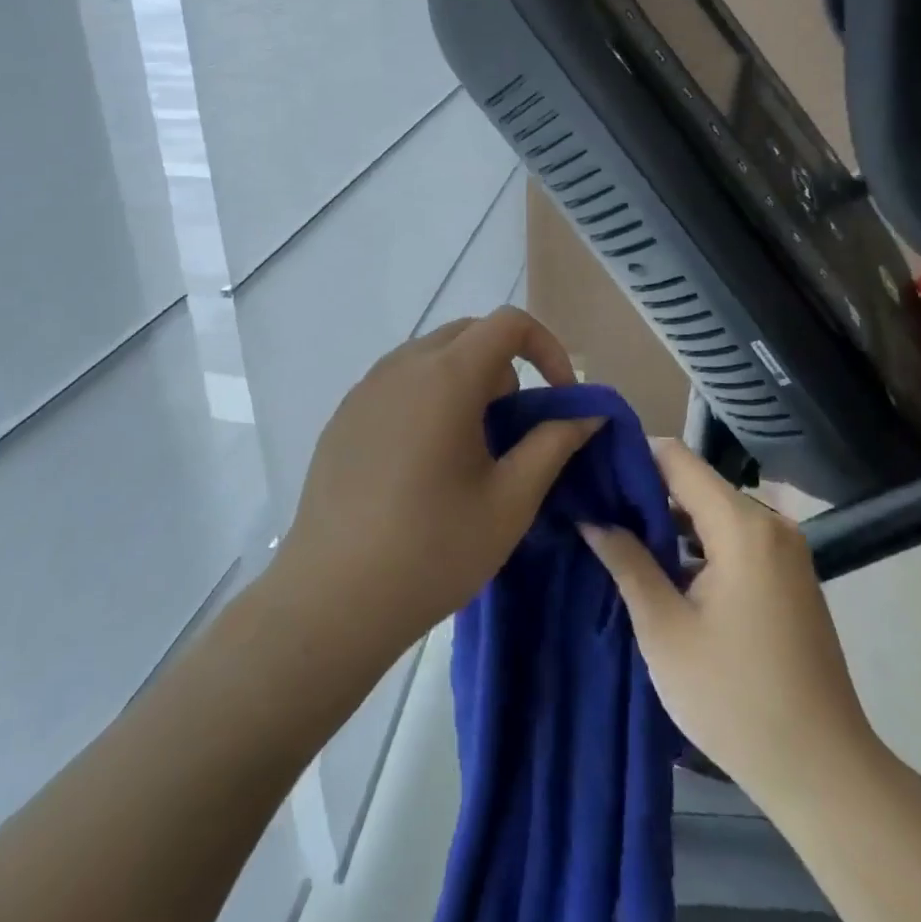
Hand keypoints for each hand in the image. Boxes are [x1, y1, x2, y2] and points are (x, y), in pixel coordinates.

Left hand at [277, 308, 604, 662]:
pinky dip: (428, 398)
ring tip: (468, 450)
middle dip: (505, 368)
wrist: (332, 598)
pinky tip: (421, 463)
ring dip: (466, 382)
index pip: (509, 323)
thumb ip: (554, 443)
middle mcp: (402, 365)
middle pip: (469, 334)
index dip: (547, 348)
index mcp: (446, 376)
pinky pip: (399, 382)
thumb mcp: (511, 500)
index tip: (558, 397)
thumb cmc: (433, 549)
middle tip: (511, 430)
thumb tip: (588, 412)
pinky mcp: (344, 414)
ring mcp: (366, 387)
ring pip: (432, 356)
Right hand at [580, 439, 879, 807]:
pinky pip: (734, 537)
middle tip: (596, 507)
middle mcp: (770, 523)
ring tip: (620, 533)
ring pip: (714, 510)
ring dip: (670, 520)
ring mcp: (785, 549)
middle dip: (646, 491)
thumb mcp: (665, 630)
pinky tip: (665, 567)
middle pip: (696, 482)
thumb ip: (627, 562)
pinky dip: (698, 543)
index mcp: (742, 526)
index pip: (677, 458)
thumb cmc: (735, 699)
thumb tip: (591, 517)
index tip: (591, 470)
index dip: (631, 457)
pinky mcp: (789, 575)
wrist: (825, 775)